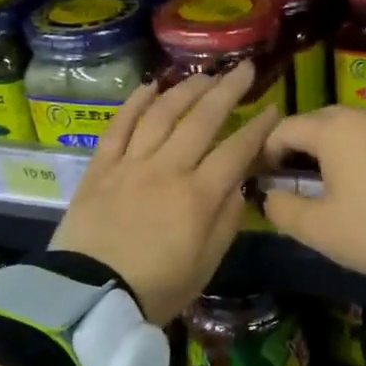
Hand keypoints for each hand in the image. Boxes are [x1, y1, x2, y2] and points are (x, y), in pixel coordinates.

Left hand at [51, 62, 280, 323]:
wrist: (91, 296)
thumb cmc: (157, 288)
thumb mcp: (206, 263)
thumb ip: (226, 220)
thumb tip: (236, 185)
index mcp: (199, 196)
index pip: (237, 151)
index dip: (259, 128)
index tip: (273, 109)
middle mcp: (168, 168)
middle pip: (202, 119)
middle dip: (228, 90)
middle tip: (245, 69)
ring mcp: (131, 164)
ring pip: (162, 114)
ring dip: (186, 89)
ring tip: (204, 75)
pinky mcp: (101, 167)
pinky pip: (119, 126)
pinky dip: (135, 103)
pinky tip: (151, 87)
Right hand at [257, 107, 365, 274]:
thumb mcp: (318, 228)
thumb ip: (282, 208)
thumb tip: (271, 196)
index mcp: (333, 129)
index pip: (284, 129)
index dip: (266, 153)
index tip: (262, 179)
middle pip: (321, 124)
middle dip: (301, 149)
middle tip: (297, 182)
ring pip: (356, 131)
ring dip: (338, 152)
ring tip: (336, 186)